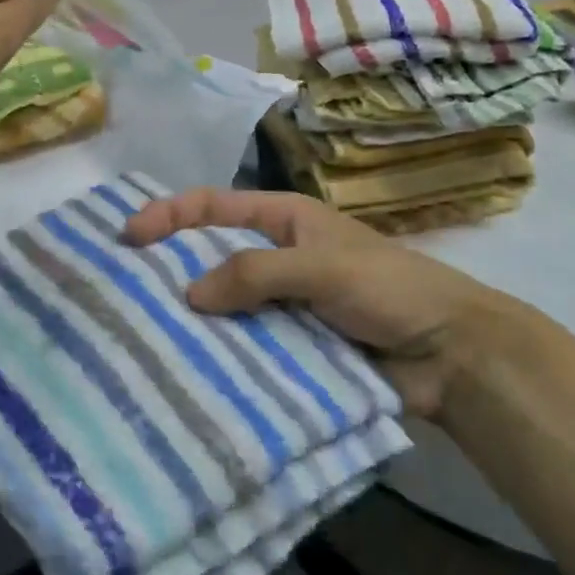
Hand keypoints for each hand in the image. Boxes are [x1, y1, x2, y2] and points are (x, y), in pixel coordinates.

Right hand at [123, 188, 531, 417]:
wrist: (451, 354)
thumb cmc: (389, 290)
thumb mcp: (322, 267)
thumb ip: (256, 273)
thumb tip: (188, 295)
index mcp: (283, 220)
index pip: (214, 206)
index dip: (170, 213)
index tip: (129, 235)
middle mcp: (276, 256)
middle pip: (211, 255)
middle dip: (170, 267)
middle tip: (123, 289)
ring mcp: (281, 303)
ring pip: (223, 304)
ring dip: (192, 316)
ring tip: (144, 334)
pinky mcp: (289, 344)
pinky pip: (243, 342)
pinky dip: (218, 351)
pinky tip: (187, 368)